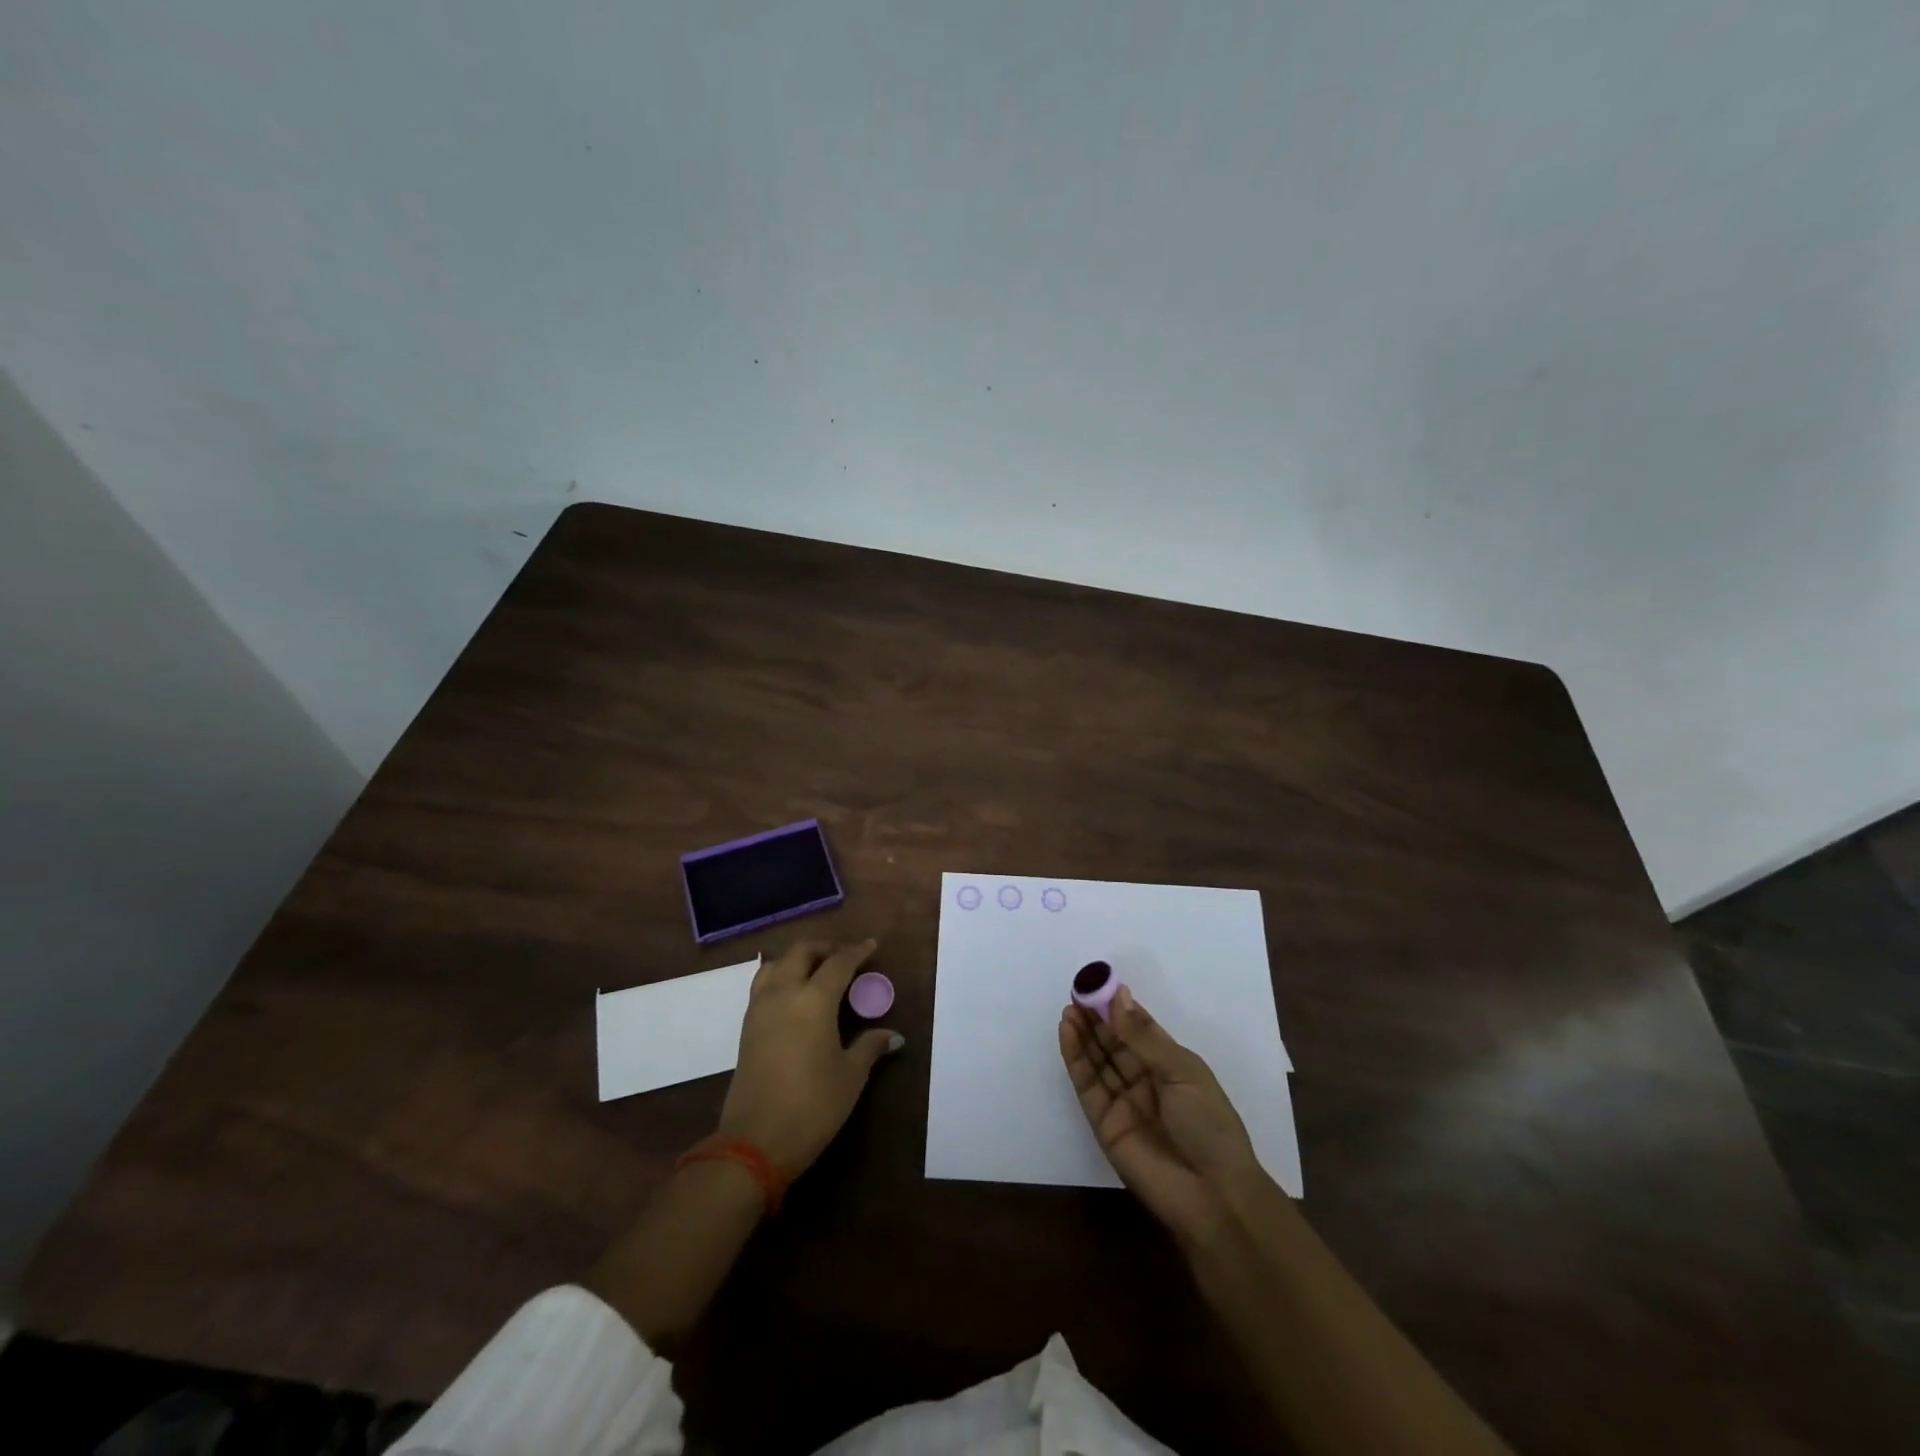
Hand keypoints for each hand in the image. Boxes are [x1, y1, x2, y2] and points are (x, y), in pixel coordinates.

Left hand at [717, 939, 903, 1178]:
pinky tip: (795, 995)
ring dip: (798, 959)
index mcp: (814, 999)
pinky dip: (780, 976)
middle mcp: (784, 993)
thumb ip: (869, 1047)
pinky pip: (763, 985)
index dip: (857, 952)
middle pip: (801, 952)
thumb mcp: (850, 1076)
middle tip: (844, 956)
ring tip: (817, 970)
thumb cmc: (812, 1105)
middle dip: (824, 948)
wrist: (754, 1142)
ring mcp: (760, 1008)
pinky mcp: (746, 1027)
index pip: (839, 963)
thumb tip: (892, 1035)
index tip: (871, 945)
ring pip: (776, 964)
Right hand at [1059, 985, 1263, 1243]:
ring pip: (1098, 1060)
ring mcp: (1124, 1102)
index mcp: (1172, 1065)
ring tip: (1068, 1008)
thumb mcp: (1181, 1072)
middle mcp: (1146, 1080)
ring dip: (1083, 1034)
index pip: (1140, 1029)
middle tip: (1076, 992)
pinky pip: (1087, 1085)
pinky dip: (1076, 1058)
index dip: (1119, 1007)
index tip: (1098, 983)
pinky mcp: (1103, 1123)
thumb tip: (1118, 995)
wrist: (1212, 1195)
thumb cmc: (1209, 1125)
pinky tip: (1067, 1033)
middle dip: (1096, 1017)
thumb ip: (1142, 1036)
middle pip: (1115, 1043)